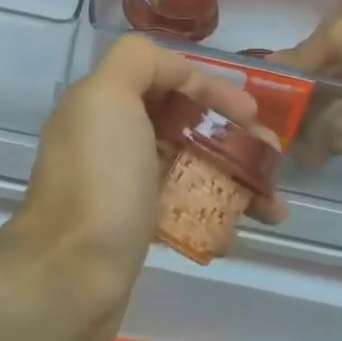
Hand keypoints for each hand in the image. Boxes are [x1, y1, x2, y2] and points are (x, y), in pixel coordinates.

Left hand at [11, 36, 285, 340]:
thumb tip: (175, 70)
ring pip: (192, 165)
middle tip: (272, 158)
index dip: (211, 87)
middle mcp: (112, 138)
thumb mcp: (108, 97)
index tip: (250, 114)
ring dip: (237, 176)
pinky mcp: (137, 227)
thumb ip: (137, 61)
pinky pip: (187, 207)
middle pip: (185, 121)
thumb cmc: (100, 182)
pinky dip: (220, 212)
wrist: (68, 280)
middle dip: (233, 135)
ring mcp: (125, 185)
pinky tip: (245, 228)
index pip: (166, 77)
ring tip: (273, 205)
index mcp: (104, 102)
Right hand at [272, 0, 341, 161]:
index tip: (283, 108)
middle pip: (338, 77)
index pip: (318, 48)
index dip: (300, 77)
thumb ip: (303, 57)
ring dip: (339, 123)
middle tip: (297, 144)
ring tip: (319, 153)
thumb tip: (265, 68)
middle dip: (317, 110)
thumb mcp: (338, 36)